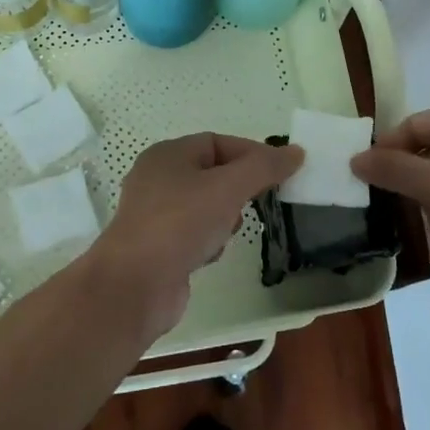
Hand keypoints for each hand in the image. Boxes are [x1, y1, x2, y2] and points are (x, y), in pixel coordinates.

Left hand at [89, 133, 303, 336]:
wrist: (134, 286)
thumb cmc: (179, 224)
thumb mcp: (228, 188)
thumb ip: (263, 168)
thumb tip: (295, 152)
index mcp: (168, 154)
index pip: (217, 142)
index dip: (251, 153)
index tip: (280, 172)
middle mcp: (158, 179)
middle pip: (212, 173)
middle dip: (238, 188)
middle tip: (257, 203)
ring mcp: (155, 215)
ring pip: (205, 205)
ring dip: (224, 217)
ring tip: (228, 231)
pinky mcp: (158, 247)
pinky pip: (194, 234)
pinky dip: (208, 241)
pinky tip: (211, 254)